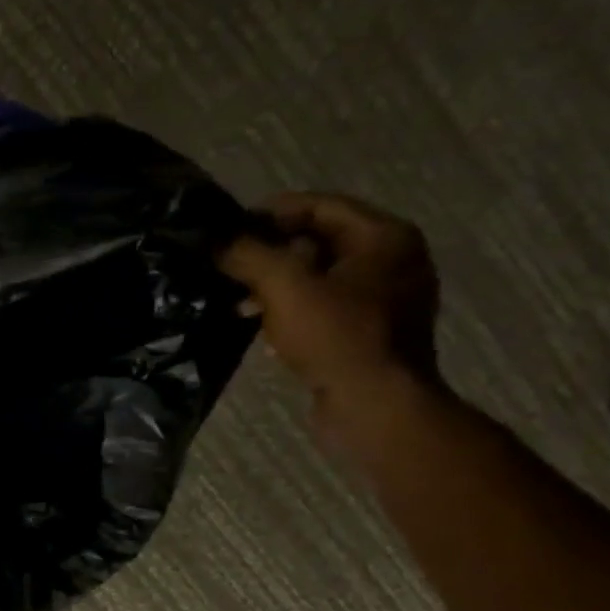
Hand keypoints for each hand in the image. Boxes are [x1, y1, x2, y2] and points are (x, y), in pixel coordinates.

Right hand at [220, 191, 443, 434]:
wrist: (374, 405)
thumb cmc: (336, 336)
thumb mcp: (284, 287)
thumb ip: (248, 255)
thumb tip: (216, 239)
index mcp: (384, 237)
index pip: (320, 206)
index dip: (271, 213)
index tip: (229, 228)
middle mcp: (393, 261)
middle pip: (320, 241)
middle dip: (270, 252)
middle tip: (229, 265)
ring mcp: (385, 299)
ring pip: (319, 277)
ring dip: (276, 285)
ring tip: (238, 300)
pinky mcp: (370, 333)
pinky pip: (325, 308)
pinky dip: (291, 310)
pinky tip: (261, 326)